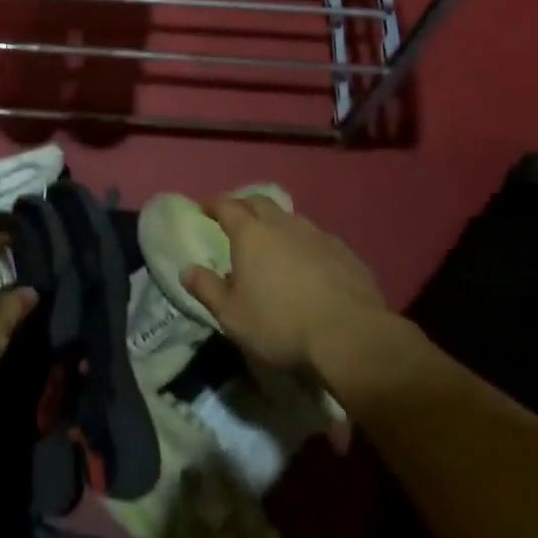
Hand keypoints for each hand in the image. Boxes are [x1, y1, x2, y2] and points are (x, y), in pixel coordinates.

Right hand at [182, 194, 386, 374]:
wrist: (350, 335)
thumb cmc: (280, 324)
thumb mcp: (232, 315)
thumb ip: (206, 288)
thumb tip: (187, 270)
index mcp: (251, 234)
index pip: (227, 205)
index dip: (214, 205)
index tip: (206, 209)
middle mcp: (283, 224)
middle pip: (260, 202)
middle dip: (245, 206)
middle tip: (238, 220)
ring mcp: (317, 235)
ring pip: (291, 218)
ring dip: (277, 224)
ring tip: (273, 243)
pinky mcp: (344, 252)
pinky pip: (317, 238)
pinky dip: (304, 244)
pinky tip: (308, 264)